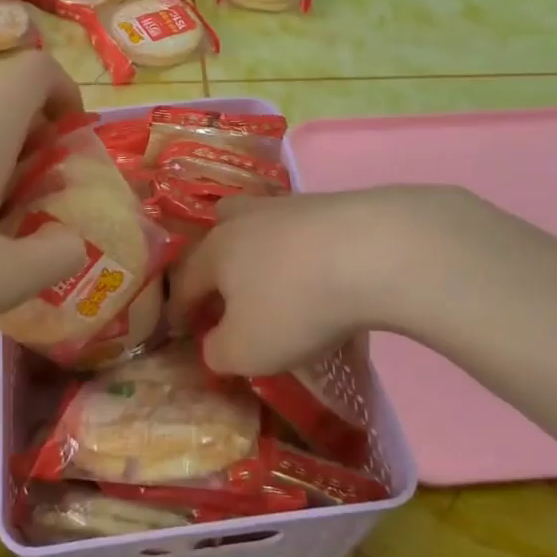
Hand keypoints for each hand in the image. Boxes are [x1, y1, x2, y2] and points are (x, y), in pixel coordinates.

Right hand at [170, 187, 467, 376]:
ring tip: (280, 280)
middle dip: (218, 260)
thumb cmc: (296, 305)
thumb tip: (213, 345)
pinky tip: (325, 273)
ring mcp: (290, 206)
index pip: (186, 281)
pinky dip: (306, 251)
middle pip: (220, 230)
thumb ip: (219, 352)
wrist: (375, 251)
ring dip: (263, 250)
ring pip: (264, 224)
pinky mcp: (333, 205)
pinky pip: (305, 230)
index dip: (181, 309)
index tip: (183, 330)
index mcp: (216, 251)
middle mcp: (246, 220)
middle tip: (229, 290)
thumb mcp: (247, 350)